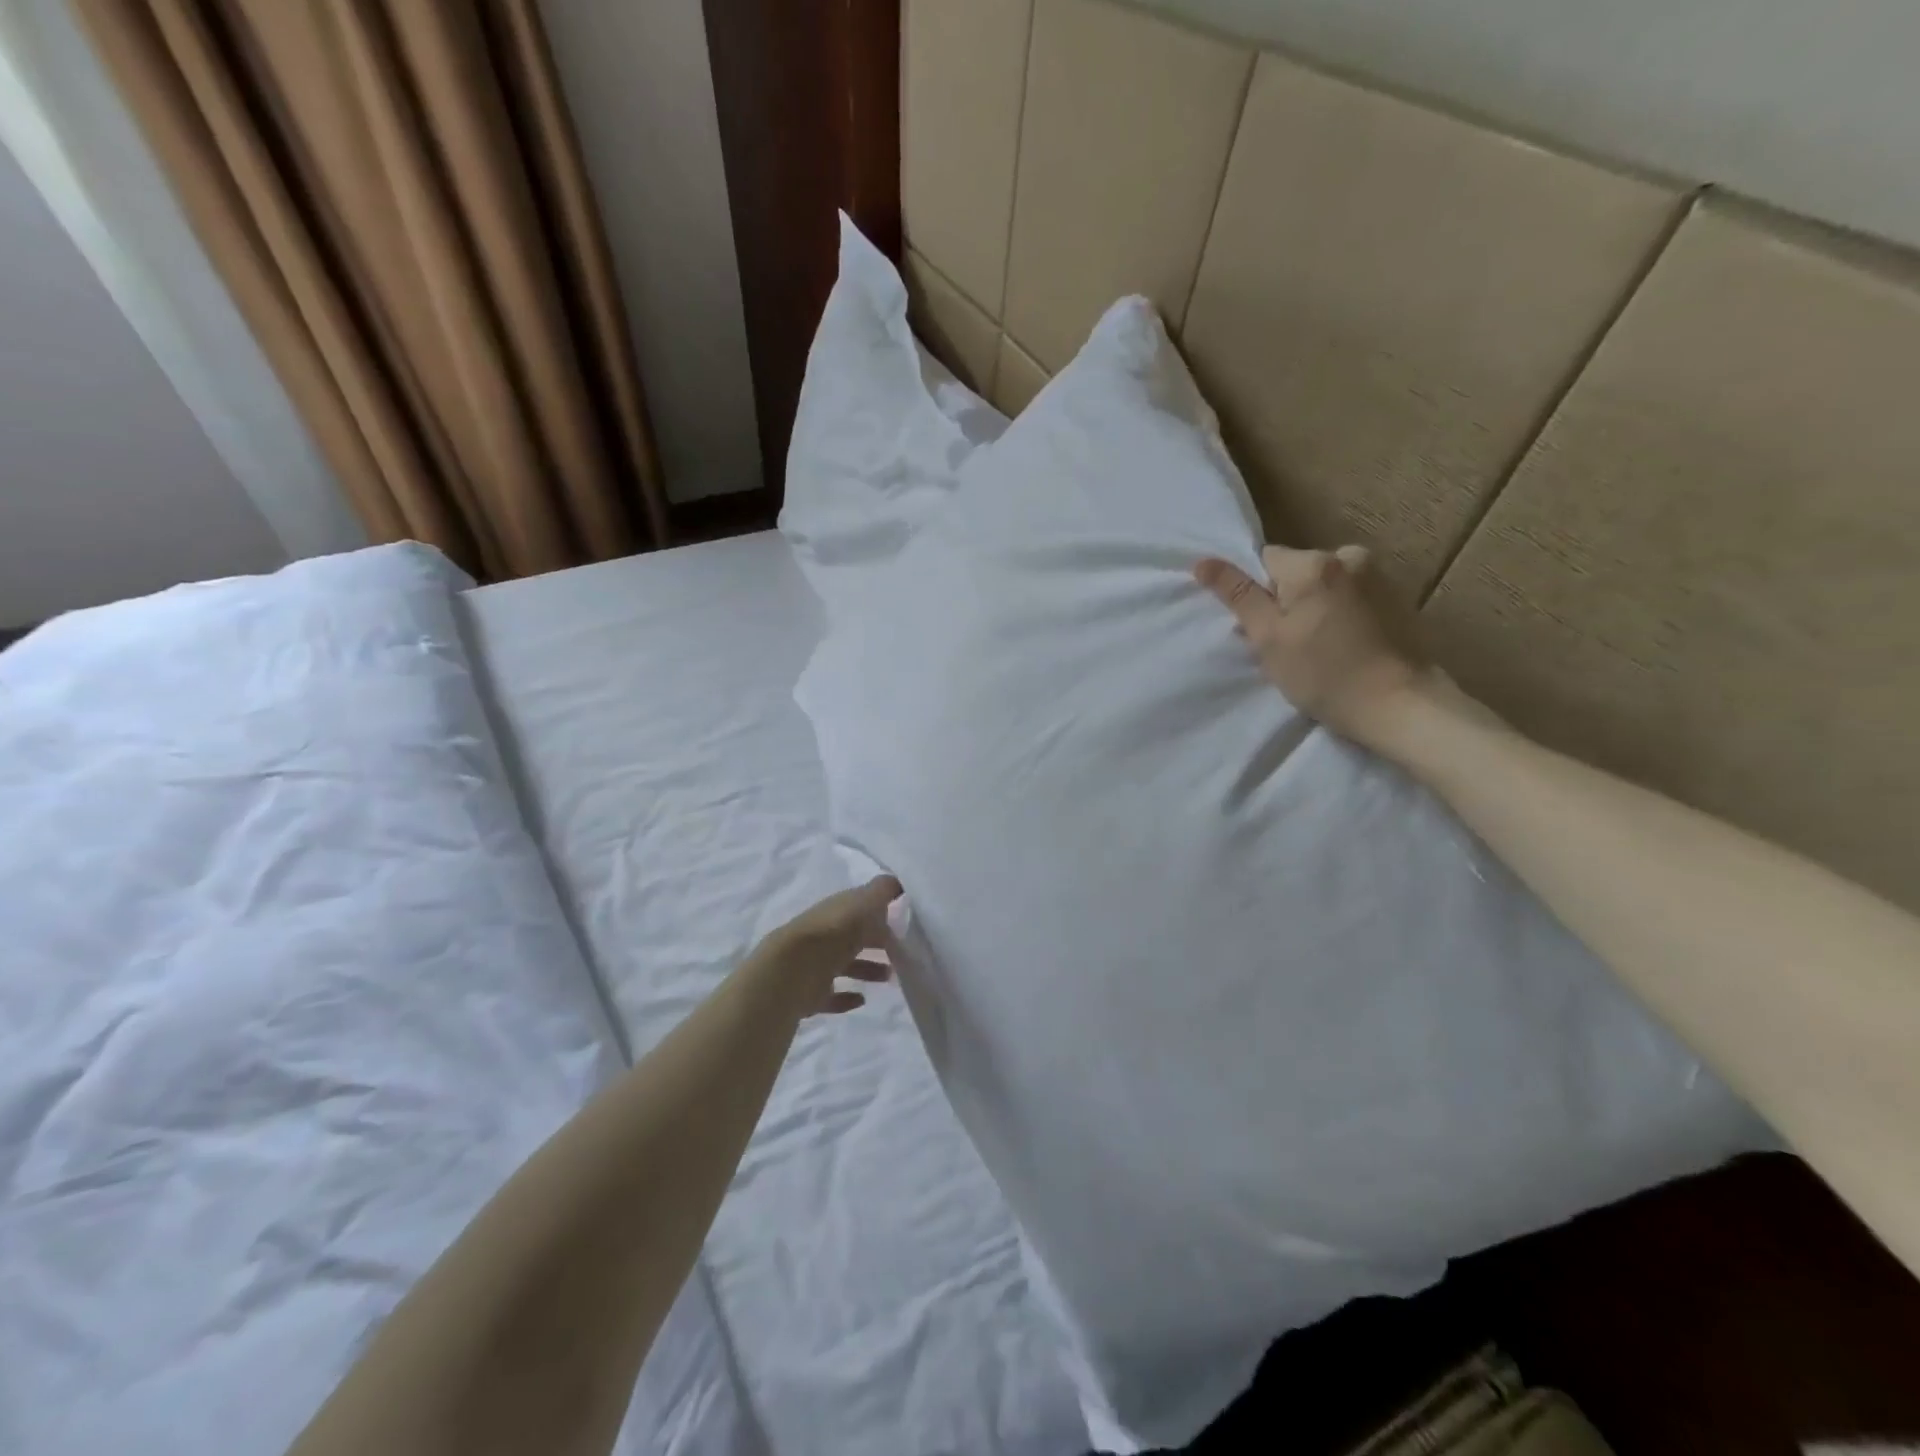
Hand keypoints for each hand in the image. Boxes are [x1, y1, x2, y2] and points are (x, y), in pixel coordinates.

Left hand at [751, 876, 901, 1017]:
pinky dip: (846, 997)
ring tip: (888, 978)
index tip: (904, 924)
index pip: (860, 908)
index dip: (881, 914)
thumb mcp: (865, 901)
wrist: (793, 972)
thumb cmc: (835, 932)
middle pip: (853, 937)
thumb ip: (883, 890)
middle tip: (902, 953)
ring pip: (844, 965)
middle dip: (877, 943)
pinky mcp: (809, 994)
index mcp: (836, 910)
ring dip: (867, 969)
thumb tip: (898, 882)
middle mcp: (824, 934)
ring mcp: (814, 964)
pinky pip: (831, 995)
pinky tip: (862, 999)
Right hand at [1194, 544, 1429, 747]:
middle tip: (1291, 646)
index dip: (1258, 595)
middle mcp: (1349, 556)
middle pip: (1296, 571)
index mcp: (1314, 563)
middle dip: (1287, 601)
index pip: (1265, 561)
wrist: (1400, 705)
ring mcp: (1378, 575)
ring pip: (1323, 585)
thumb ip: (1237, 595)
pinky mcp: (1397, 597)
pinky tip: (1346, 647)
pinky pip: (1350, 596)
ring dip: (1314, 608)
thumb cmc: (1324, 674)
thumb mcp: (1268, 637)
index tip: (1267, 630)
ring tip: (1321, 649)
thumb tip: (1202, 562)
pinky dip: (1340, 615)